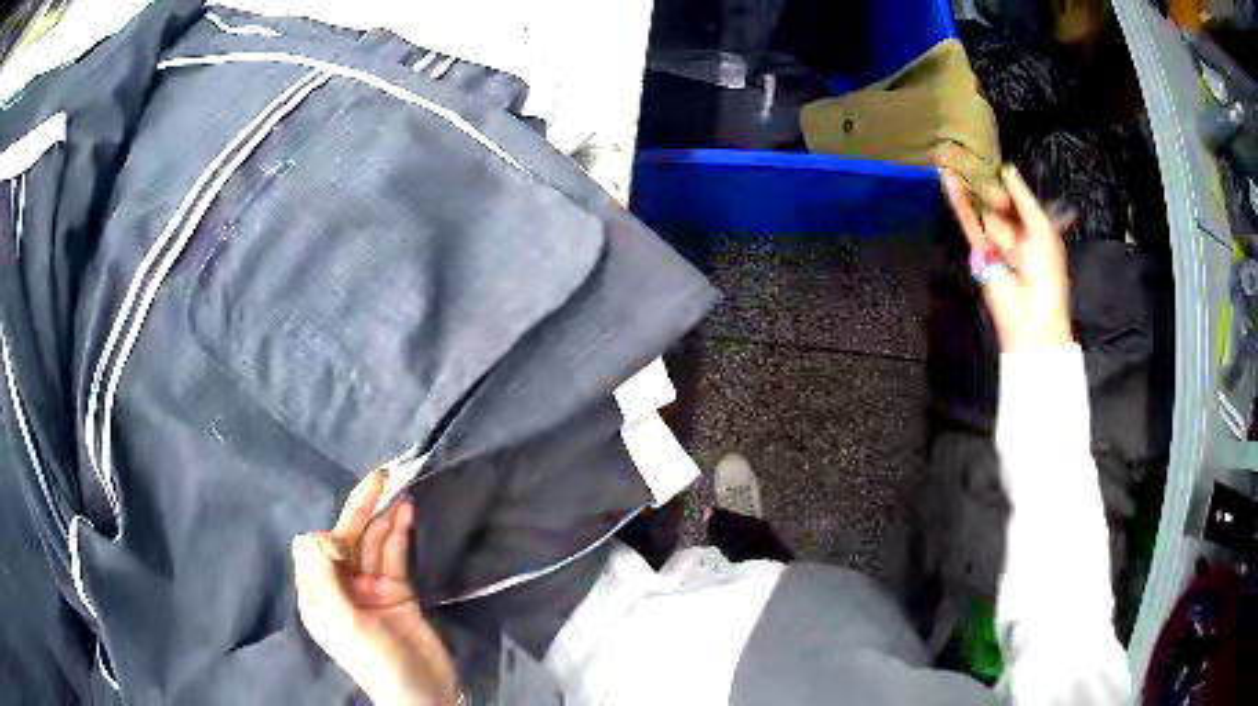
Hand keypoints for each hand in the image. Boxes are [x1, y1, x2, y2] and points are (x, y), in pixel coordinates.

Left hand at [293, 470, 457, 705]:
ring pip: (373, 544)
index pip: (317, 550)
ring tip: (399, 489)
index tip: (351, 540)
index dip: (334, 537)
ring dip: (384, 517)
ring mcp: (370, 588)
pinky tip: (406, 514)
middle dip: (361, 510)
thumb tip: (312, 535)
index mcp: (319, 595)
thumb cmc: (377, 662)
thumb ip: (324, 580)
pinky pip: (394, 555)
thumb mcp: (345, 624)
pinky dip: (399, 534)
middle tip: (380, 476)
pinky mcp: (397, 591)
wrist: (424, 693)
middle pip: (347, 540)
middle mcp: (341, 587)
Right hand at [943, 164, 1073, 351]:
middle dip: (1000, 200)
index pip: (1019, 198)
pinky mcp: (978, 251)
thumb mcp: (1042, 228)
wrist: (1032, 315)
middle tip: (1003, 206)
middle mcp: (1015, 232)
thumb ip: (1023, 197)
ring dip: (996, 225)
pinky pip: (968, 222)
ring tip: (1011, 253)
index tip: (1002, 172)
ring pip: (987, 214)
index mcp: (1035, 228)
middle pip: (1000, 202)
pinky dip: (957, 201)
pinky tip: (947, 177)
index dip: (1011, 187)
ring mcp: (996, 241)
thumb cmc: (1047, 273)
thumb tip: (1006, 168)